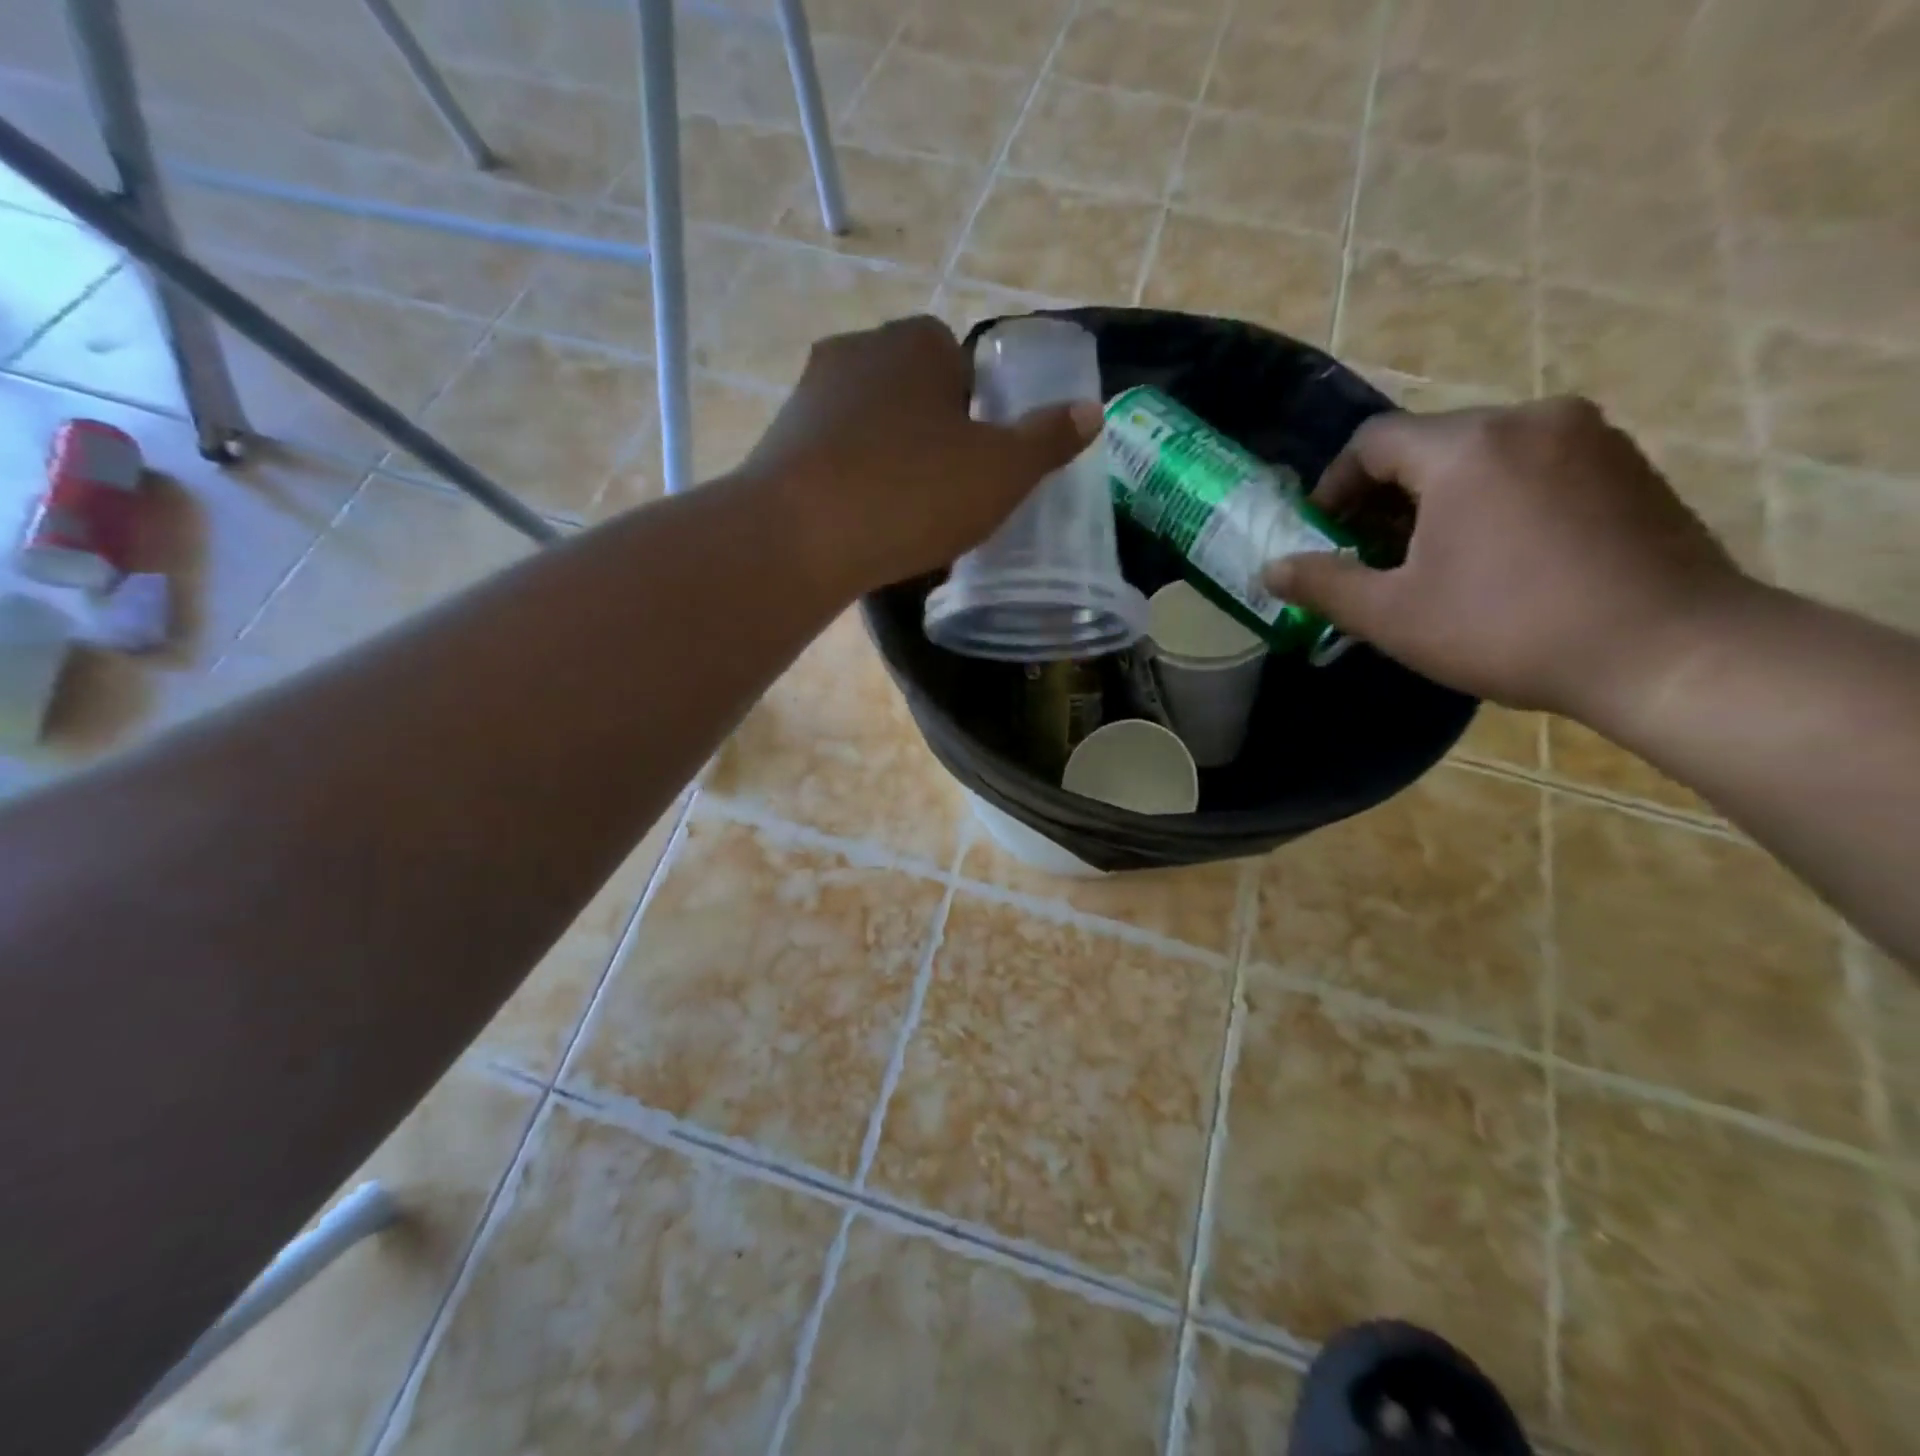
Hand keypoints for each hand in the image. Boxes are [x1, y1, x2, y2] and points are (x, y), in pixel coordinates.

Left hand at [741, 315, 1101, 596]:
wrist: (799, 536)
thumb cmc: (912, 494)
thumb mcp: (1001, 472)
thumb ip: (1047, 439)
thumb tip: (1091, 410)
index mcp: (918, 343)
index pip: (962, 363)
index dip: (977, 412)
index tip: (978, 462)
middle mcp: (859, 349)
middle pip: (914, 390)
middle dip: (932, 432)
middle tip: (946, 491)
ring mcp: (810, 391)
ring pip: (870, 422)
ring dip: (889, 456)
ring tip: (901, 512)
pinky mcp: (778, 437)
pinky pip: (833, 453)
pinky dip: (850, 478)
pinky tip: (859, 520)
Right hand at [1263, 398, 1754, 719]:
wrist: (1672, 651)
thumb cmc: (1510, 629)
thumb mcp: (1394, 616)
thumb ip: (1324, 584)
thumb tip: (1269, 569)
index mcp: (1466, 448)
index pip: (1373, 441)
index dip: (1334, 485)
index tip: (1324, 534)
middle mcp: (1528, 419)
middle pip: (1428, 443)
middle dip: (1386, 495)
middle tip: (1372, 554)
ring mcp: (1588, 436)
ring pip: (1482, 453)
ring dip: (1440, 497)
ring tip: (1432, 558)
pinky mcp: (1628, 463)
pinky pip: (1534, 464)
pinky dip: (1496, 497)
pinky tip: (1499, 554)